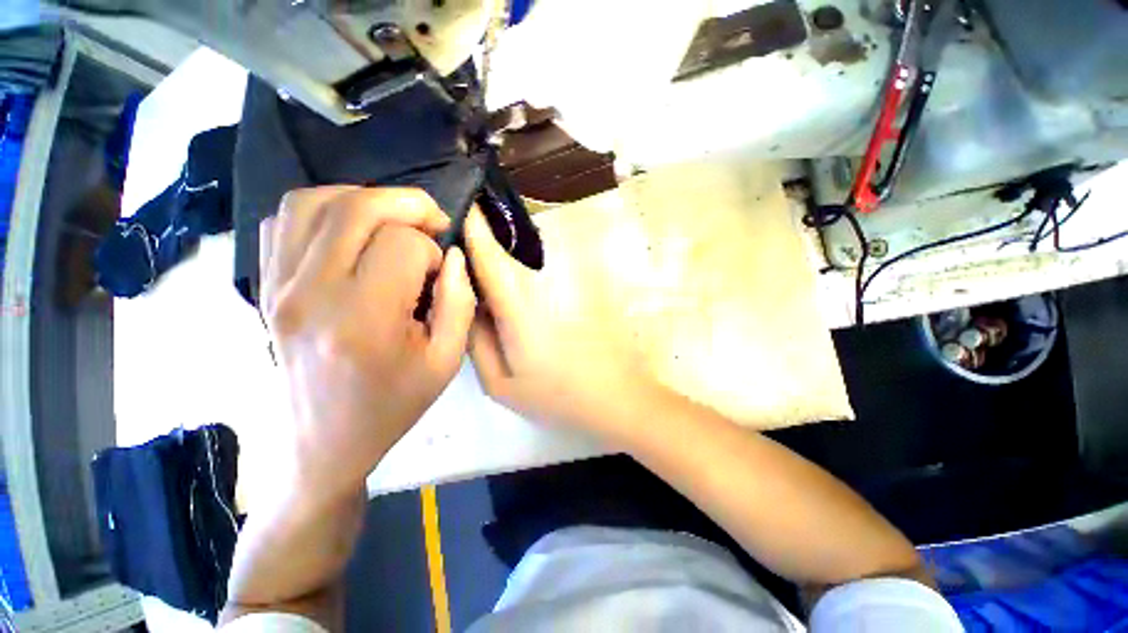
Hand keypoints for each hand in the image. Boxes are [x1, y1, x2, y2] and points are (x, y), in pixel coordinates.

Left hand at [260, 187, 474, 501]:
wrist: (325, 439)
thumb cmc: (393, 402)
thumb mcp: (446, 360)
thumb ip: (459, 302)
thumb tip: (452, 255)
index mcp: (364, 319)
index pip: (402, 245)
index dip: (432, 251)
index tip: (438, 274)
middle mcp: (311, 293)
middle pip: (357, 207)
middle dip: (406, 204)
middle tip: (430, 222)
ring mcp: (277, 285)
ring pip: (313, 201)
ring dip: (364, 200)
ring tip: (391, 224)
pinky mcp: (264, 285)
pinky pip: (284, 220)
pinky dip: (324, 211)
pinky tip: (350, 234)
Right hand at [464, 208, 662, 434]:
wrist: (615, 397)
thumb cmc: (556, 395)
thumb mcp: (500, 382)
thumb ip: (476, 341)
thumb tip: (467, 305)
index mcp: (518, 304)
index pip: (489, 252)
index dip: (473, 225)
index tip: (459, 207)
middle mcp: (542, 283)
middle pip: (508, 249)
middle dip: (486, 240)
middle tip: (463, 247)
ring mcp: (566, 284)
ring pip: (528, 257)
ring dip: (507, 254)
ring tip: (490, 272)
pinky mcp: (581, 290)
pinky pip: (546, 270)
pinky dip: (528, 269)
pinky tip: (523, 292)